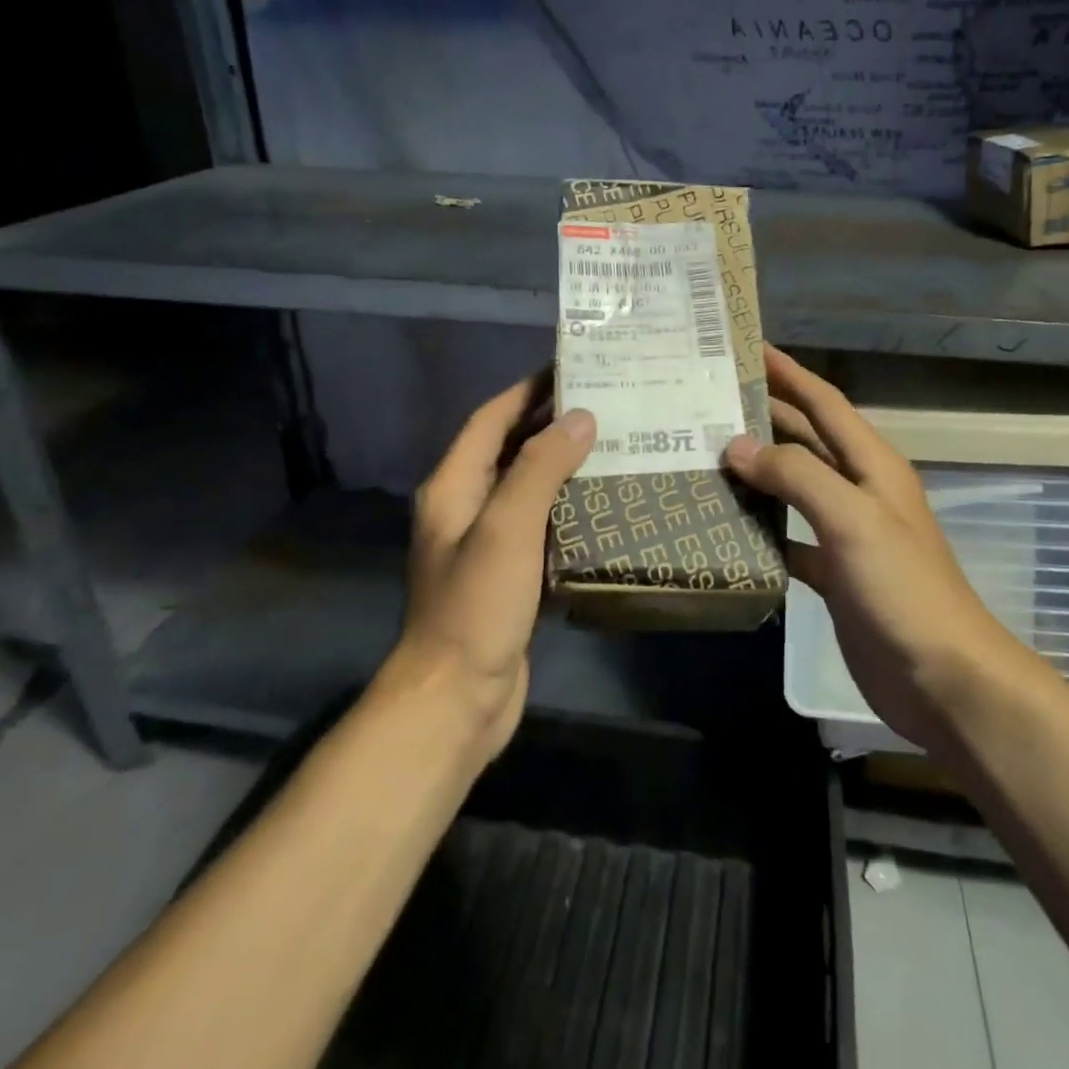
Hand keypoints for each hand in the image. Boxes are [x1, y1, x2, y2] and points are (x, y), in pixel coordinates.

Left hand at [394, 375, 594, 759]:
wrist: (457, 699)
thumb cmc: (476, 605)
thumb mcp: (507, 526)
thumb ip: (541, 467)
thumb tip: (580, 417)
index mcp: (453, 487)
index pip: (489, 420)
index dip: (525, 391)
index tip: (569, 368)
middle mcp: (465, 508)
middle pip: (509, 450)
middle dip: (550, 424)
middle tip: (605, 404)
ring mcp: (486, 545)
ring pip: (528, 488)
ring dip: (563, 466)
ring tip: (614, 446)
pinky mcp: (509, 576)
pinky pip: (540, 526)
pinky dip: (567, 508)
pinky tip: (604, 505)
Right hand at [724, 347, 1040, 753]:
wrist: (941, 677)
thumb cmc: (902, 588)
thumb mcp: (852, 520)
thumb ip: (797, 476)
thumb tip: (738, 446)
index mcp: (872, 465)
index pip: (825, 403)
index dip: (790, 373)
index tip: (749, 348)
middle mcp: (859, 490)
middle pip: (807, 440)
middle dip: (766, 416)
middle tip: (711, 400)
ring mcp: (846, 533)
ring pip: (794, 487)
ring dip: (758, 470)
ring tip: (708, 455)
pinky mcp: (833, 573)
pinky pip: (789, 537)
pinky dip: (761, 528)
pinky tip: (727, 526)